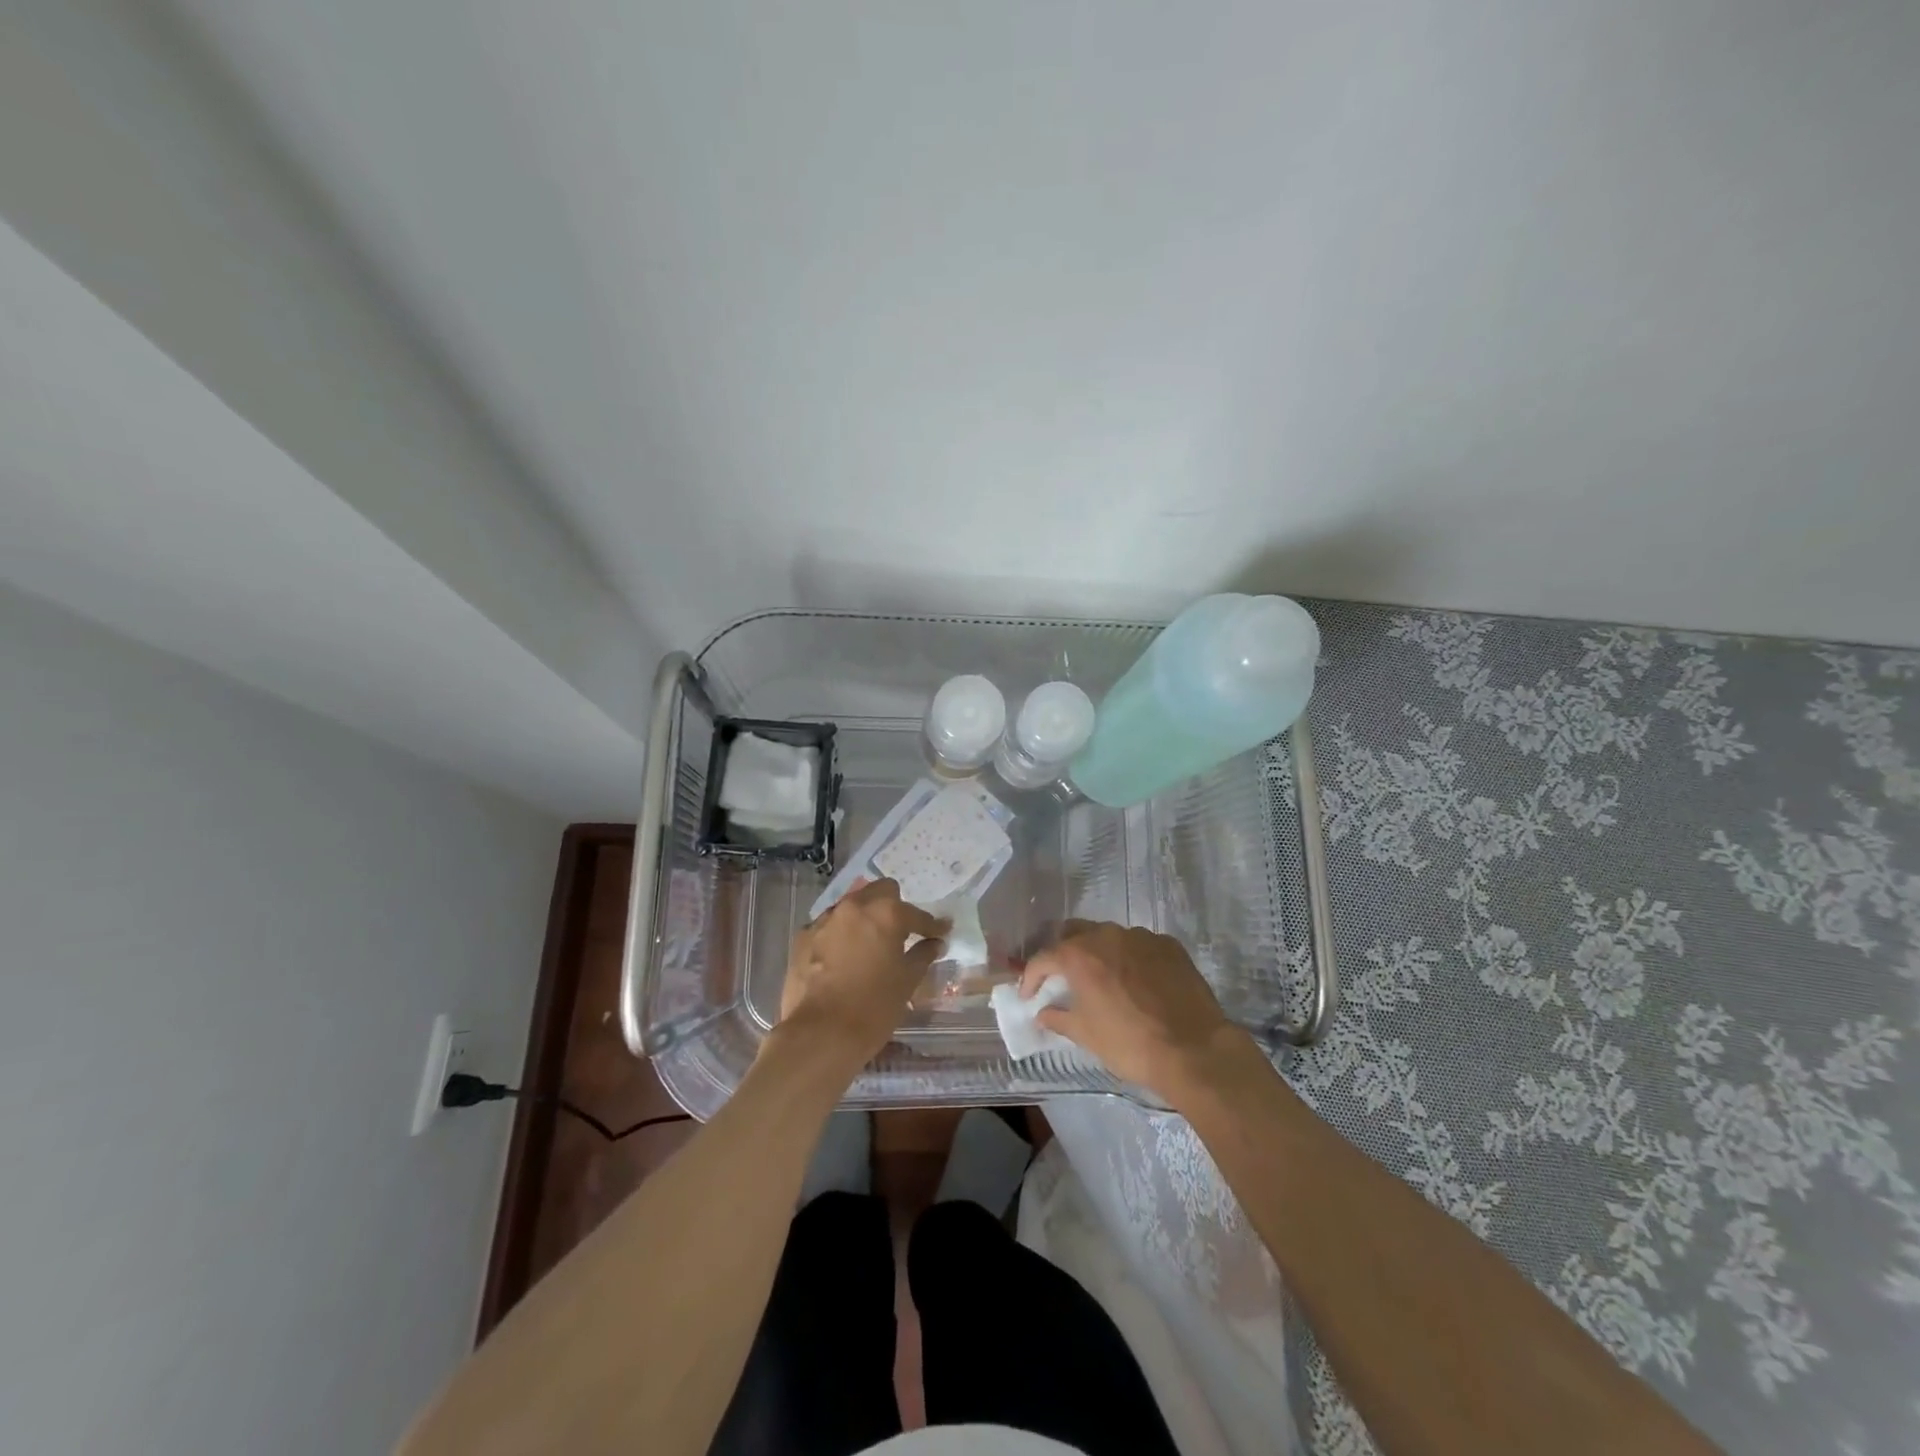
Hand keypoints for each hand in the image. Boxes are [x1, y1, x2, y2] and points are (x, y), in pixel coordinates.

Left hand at [778, 878, 947, 1068]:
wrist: (819, 1034)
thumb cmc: (873, 1008)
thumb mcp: (906, 982)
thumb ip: (923, 955)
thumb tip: (935, 943)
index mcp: (885, 913)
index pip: (916, 914)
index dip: (932, 925)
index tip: (941, 932)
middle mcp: (854, 907)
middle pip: (880, 891)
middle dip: (895, 906)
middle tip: (902, 931)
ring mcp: (825, 920)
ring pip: (851, 906)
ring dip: (864, 918)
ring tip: (870, 944)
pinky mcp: (803, 937)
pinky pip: (829, 926)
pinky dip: (840, 935)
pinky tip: (843, 957)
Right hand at [1020, 920, 1249, 1098]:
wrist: (1193, 1048)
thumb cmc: (1130, 1043)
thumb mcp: (1086, 1035)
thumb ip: (1058, 1018)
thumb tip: (1042, 1013)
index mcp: (1079, 955)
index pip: (1043, 958)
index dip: (1031, 976)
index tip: (1029, 994)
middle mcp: (1107, 935)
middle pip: (1074, 933)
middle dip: (1063, 952)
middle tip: (1063, 977)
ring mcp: (1141, 936)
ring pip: (1109, 936)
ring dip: (1099, 953)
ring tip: (1103, 979)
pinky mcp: (1169, 944)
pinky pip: (1140, 945)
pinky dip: (1131, 958)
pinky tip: (1138, 982)